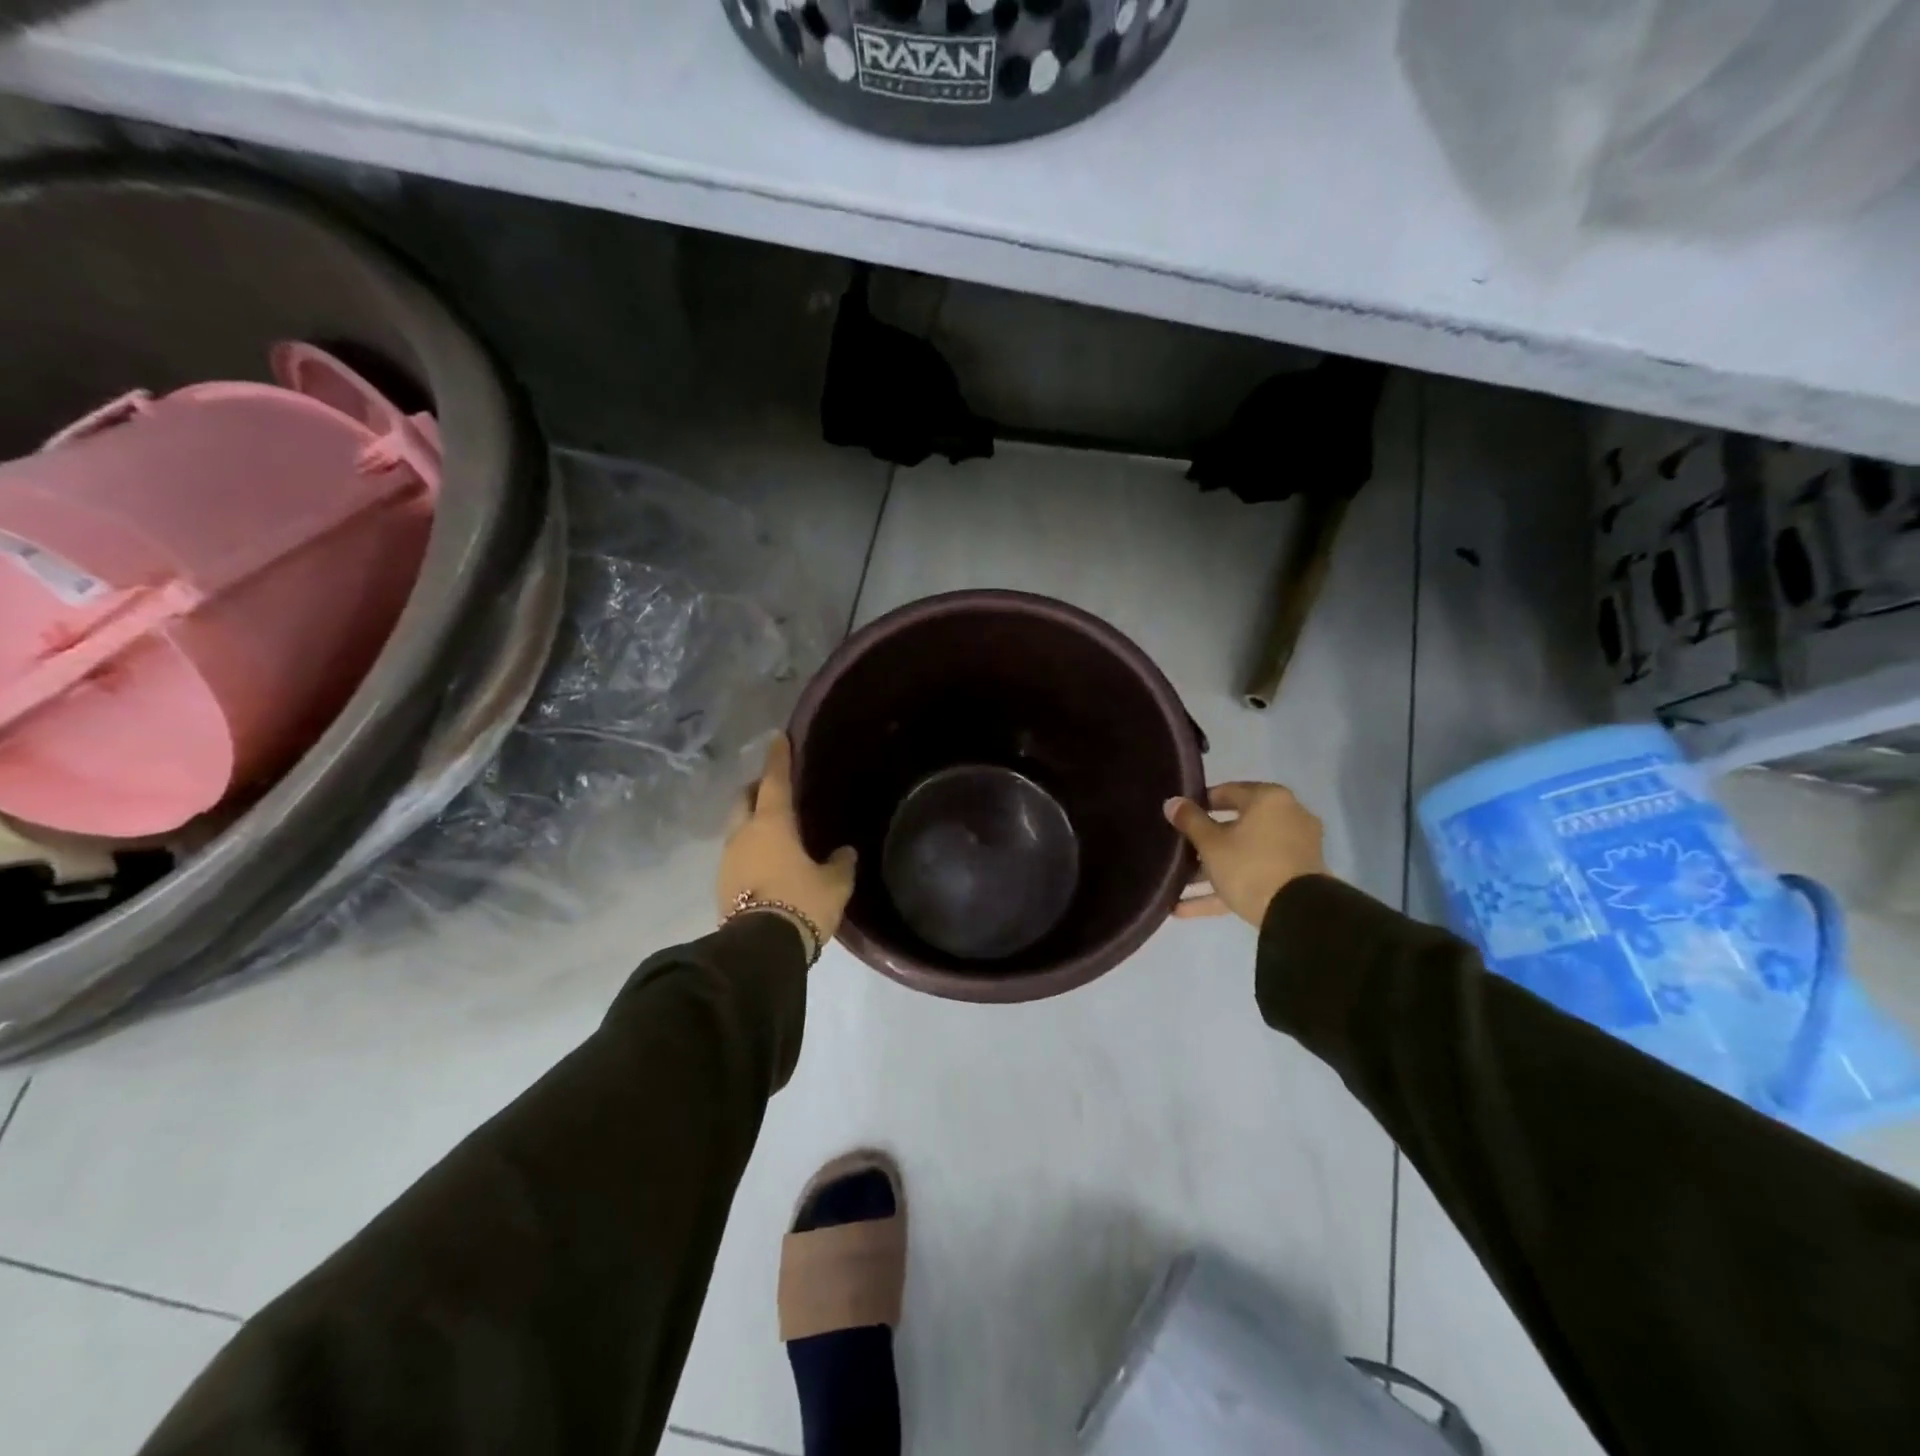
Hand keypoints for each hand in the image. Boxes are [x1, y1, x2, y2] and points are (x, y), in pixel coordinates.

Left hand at [718, 733, 857, 948]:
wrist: (759, 949)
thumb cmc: (801, 903)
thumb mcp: (834, 884)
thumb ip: (840, 863)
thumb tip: (844, 853)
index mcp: (772, 824)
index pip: (775, 780)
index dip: (778, 758)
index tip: (778, 738)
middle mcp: (743, 834)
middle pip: (745, 798)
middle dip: (758, 789)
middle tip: (776, 789)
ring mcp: (728, 859)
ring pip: (738, 827)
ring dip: (752, 822)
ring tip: (775, 830)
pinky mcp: (722, 884)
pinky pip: (737, 853)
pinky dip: (750, 848)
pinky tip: (767, 861)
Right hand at [1164, 781, 1326, 926]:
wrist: (1298, 915)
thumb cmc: (1250, 866)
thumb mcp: (1210, 843)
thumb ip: (1189, 820)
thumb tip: (1172, 802)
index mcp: (1270, 800)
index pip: (1228, 792)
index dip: (1200, 803)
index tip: (1179, 815)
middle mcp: (1287, 819)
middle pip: (1236, 826)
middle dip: (1204, 842)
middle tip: (1178, 849)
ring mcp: (1293, 852)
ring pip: (1243, 856)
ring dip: (1211, 870)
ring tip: (1177, 883)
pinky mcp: (1293, 881)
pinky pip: (1253, 878)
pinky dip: (1224, 889)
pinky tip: (1184, 908)